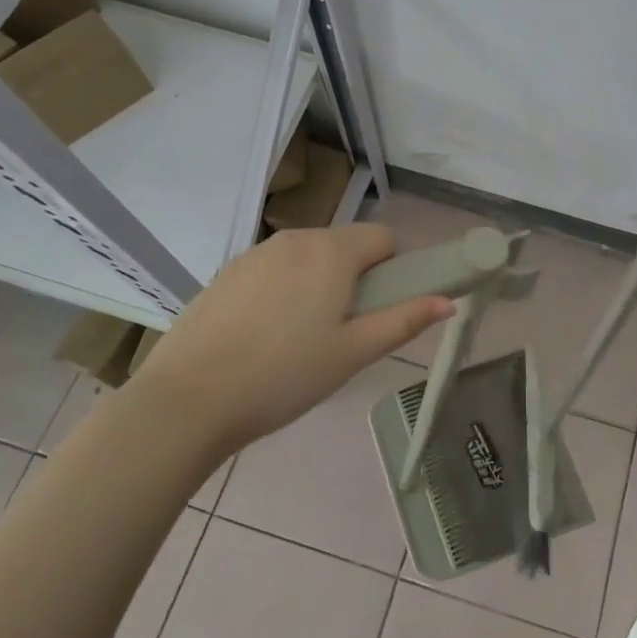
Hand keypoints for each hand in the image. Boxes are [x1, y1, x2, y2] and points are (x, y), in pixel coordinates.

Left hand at [142, 224, 453, 449]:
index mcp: (332, 251)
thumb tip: (448, 300)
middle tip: (341, 333)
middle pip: (345, 245)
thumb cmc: (284, 376)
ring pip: (308, 257)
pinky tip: (263, 337)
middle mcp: (296, 238)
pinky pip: (274, 269)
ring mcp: (256, 253)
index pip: (383, 237)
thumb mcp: (353, 353)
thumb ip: (404, 321)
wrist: (188, 399)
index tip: (378, 310)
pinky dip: (283, 290)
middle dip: (354, 278)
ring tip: (299, 340)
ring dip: (318, 283)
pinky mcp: (227, 272)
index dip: (391, 270)